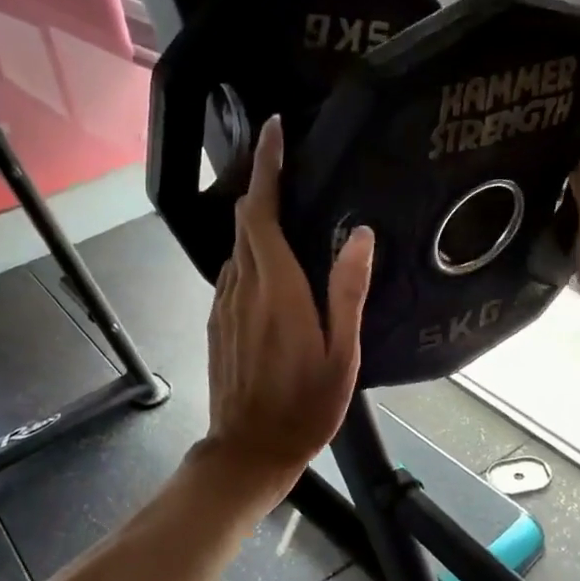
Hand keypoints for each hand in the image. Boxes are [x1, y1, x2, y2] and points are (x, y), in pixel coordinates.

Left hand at [201, 115, 374, 508]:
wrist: (249, 450)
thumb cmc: (305, 406)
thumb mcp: (342, 354)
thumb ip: (348, 291)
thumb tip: (361, 235)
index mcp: (276, 289)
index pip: (261, 211)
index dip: (266, 168)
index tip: (274, 130)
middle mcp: (242, 287)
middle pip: (245, 222)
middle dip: (263, 185)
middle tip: (289, 163)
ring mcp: (224, 305)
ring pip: (237, 247)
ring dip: (257, 221)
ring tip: (289, 211)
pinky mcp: (218, 323)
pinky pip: (233, 273)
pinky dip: (251, 254)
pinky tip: (273, 265)